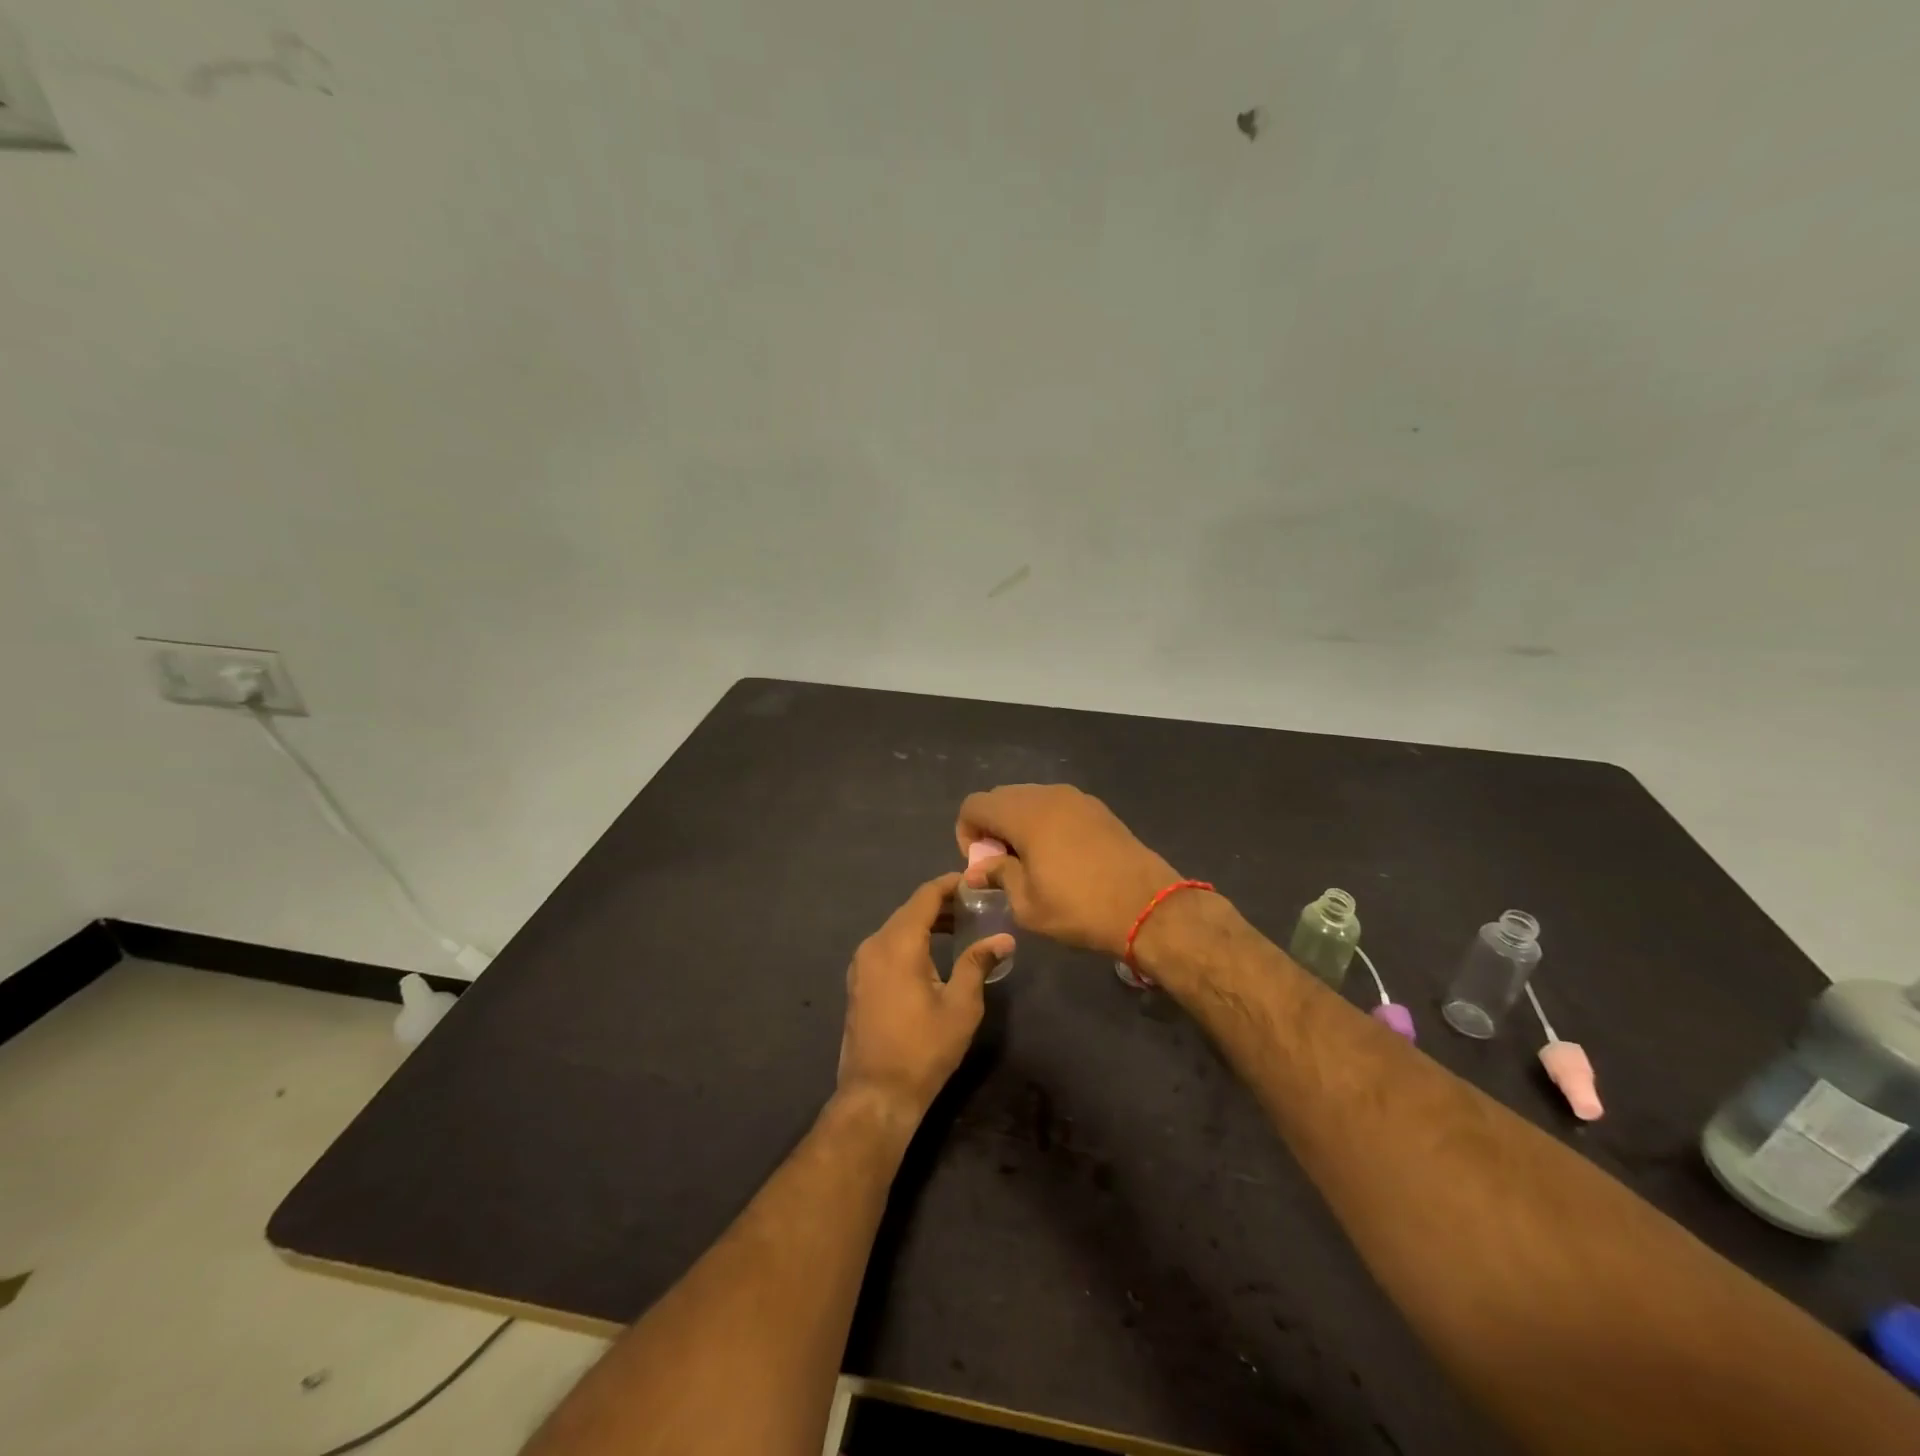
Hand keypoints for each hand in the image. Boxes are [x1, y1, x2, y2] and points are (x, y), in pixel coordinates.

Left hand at [837, 873, 1011, 1120]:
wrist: (877, 1093)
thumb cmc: (924, 1048)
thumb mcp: (961, 1006)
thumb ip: (978, 964)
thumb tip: (1004, 938)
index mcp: (898, 944)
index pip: (925, 897)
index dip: (950, 884)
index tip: (975, 881)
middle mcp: (874, 944)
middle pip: (910, 910)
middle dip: (941, 903)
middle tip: (975, 905)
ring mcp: (861, 964)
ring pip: (897, 928)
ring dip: (926, 922)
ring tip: (959, 926)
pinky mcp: (859, 981)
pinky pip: (887, 946)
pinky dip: (910, 940)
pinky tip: (932, 953)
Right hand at [956, 785, 1177, 957]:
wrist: (1149, 907)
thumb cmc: (1080, 908)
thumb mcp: (1027, 904)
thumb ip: (998, 876)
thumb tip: (979, 869)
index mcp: (1025, 814)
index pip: (974, 805)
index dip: (966, 833)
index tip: (982, 865)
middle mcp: (1048, 795)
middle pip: (1001, 797)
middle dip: (992, 827)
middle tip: (1003, 864)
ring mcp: (1077, 798)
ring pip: (1030, 799)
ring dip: (1018, 824)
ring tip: (1031, 861)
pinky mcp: (1098, 809)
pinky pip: (1056, 806)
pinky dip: (1045, 823)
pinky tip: (1059, 856)